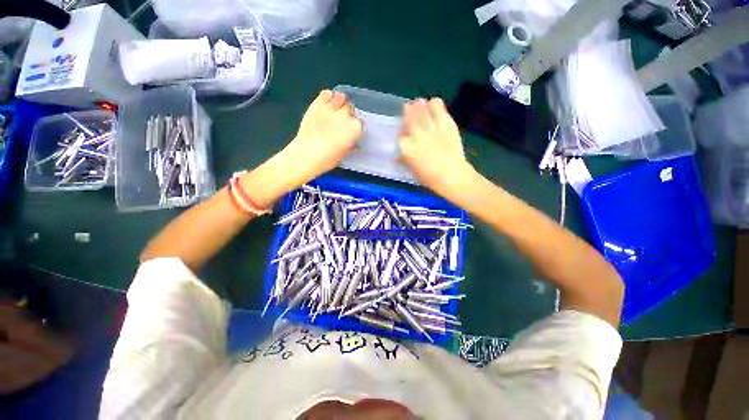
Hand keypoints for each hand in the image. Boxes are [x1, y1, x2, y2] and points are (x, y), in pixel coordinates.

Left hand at [283, 90, 362, 183]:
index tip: (351, 130)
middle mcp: (346, 116)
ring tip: (335, 109)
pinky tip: (327, 102)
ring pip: (341, 97)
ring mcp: (331, 108)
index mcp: (355, 128)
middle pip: (351, 108)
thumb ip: (350, 146)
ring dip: (340, 102)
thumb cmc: (327, 158)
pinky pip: (326, 93)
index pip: (360, 122)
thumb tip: (353, 144)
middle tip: (342, 121)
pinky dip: (328, 96)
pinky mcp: (318, 104)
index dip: (355, 126)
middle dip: (348, 113)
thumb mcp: (344, 154)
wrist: (307, 155)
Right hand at [399, 98, 475, 200]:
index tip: (403, 131)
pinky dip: (434, 105)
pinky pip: (437, 105)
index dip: (401, 130)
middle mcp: (416, 133)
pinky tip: (434, 108)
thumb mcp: (411, 170)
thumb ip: (403, 159)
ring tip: (421, 105)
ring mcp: (430, 126)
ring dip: (420, 105)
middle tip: (410, 108)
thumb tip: (396, 156)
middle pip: (409, 114)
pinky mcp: (445, 121)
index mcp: (405, 146)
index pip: (399, 133)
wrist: (451, 175)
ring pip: (421, 106)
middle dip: (408, 110)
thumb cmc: (429, 177)